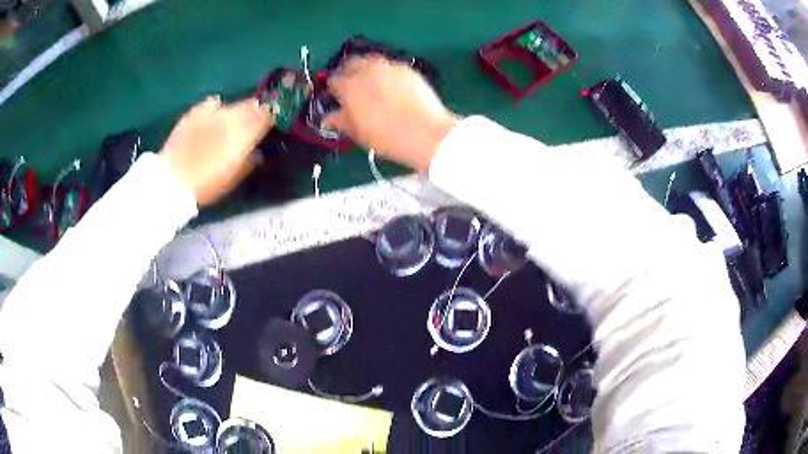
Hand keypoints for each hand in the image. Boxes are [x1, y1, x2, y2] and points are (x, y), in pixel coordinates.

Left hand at [159, 96, 273, 205]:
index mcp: (243, 136)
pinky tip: (214, 113)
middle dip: (256, 110)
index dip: (270, 118)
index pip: (265, 118)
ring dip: (238, 110)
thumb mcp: (232, 179)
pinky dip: (217, 107)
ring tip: (234, 119)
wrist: (173, 180)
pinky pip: (212, 103)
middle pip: (251, 106)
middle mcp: (231, 119)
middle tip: (256, 118)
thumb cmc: (205, 185)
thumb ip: (248, 163)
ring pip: (233, 104)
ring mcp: (212, 113)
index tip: (271, 122)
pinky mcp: (195, 112)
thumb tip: (257, 153)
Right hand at [324, 57, 457, 170]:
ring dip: (366, 69)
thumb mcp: (357, 132)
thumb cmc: (386, 136)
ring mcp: (389, 66)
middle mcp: (367, 69)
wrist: (426, 133)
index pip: (333, 80)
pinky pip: (389, 66)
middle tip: (352, 88)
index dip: (333, 89)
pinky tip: (391, 87)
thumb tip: (327, 119)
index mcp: (349, 85)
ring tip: (372, 86)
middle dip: (348, 72)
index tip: (337, 98)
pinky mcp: (407, 69)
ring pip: (371, 61)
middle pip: (351, 62)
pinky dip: (385, 73)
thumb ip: (340, 121)